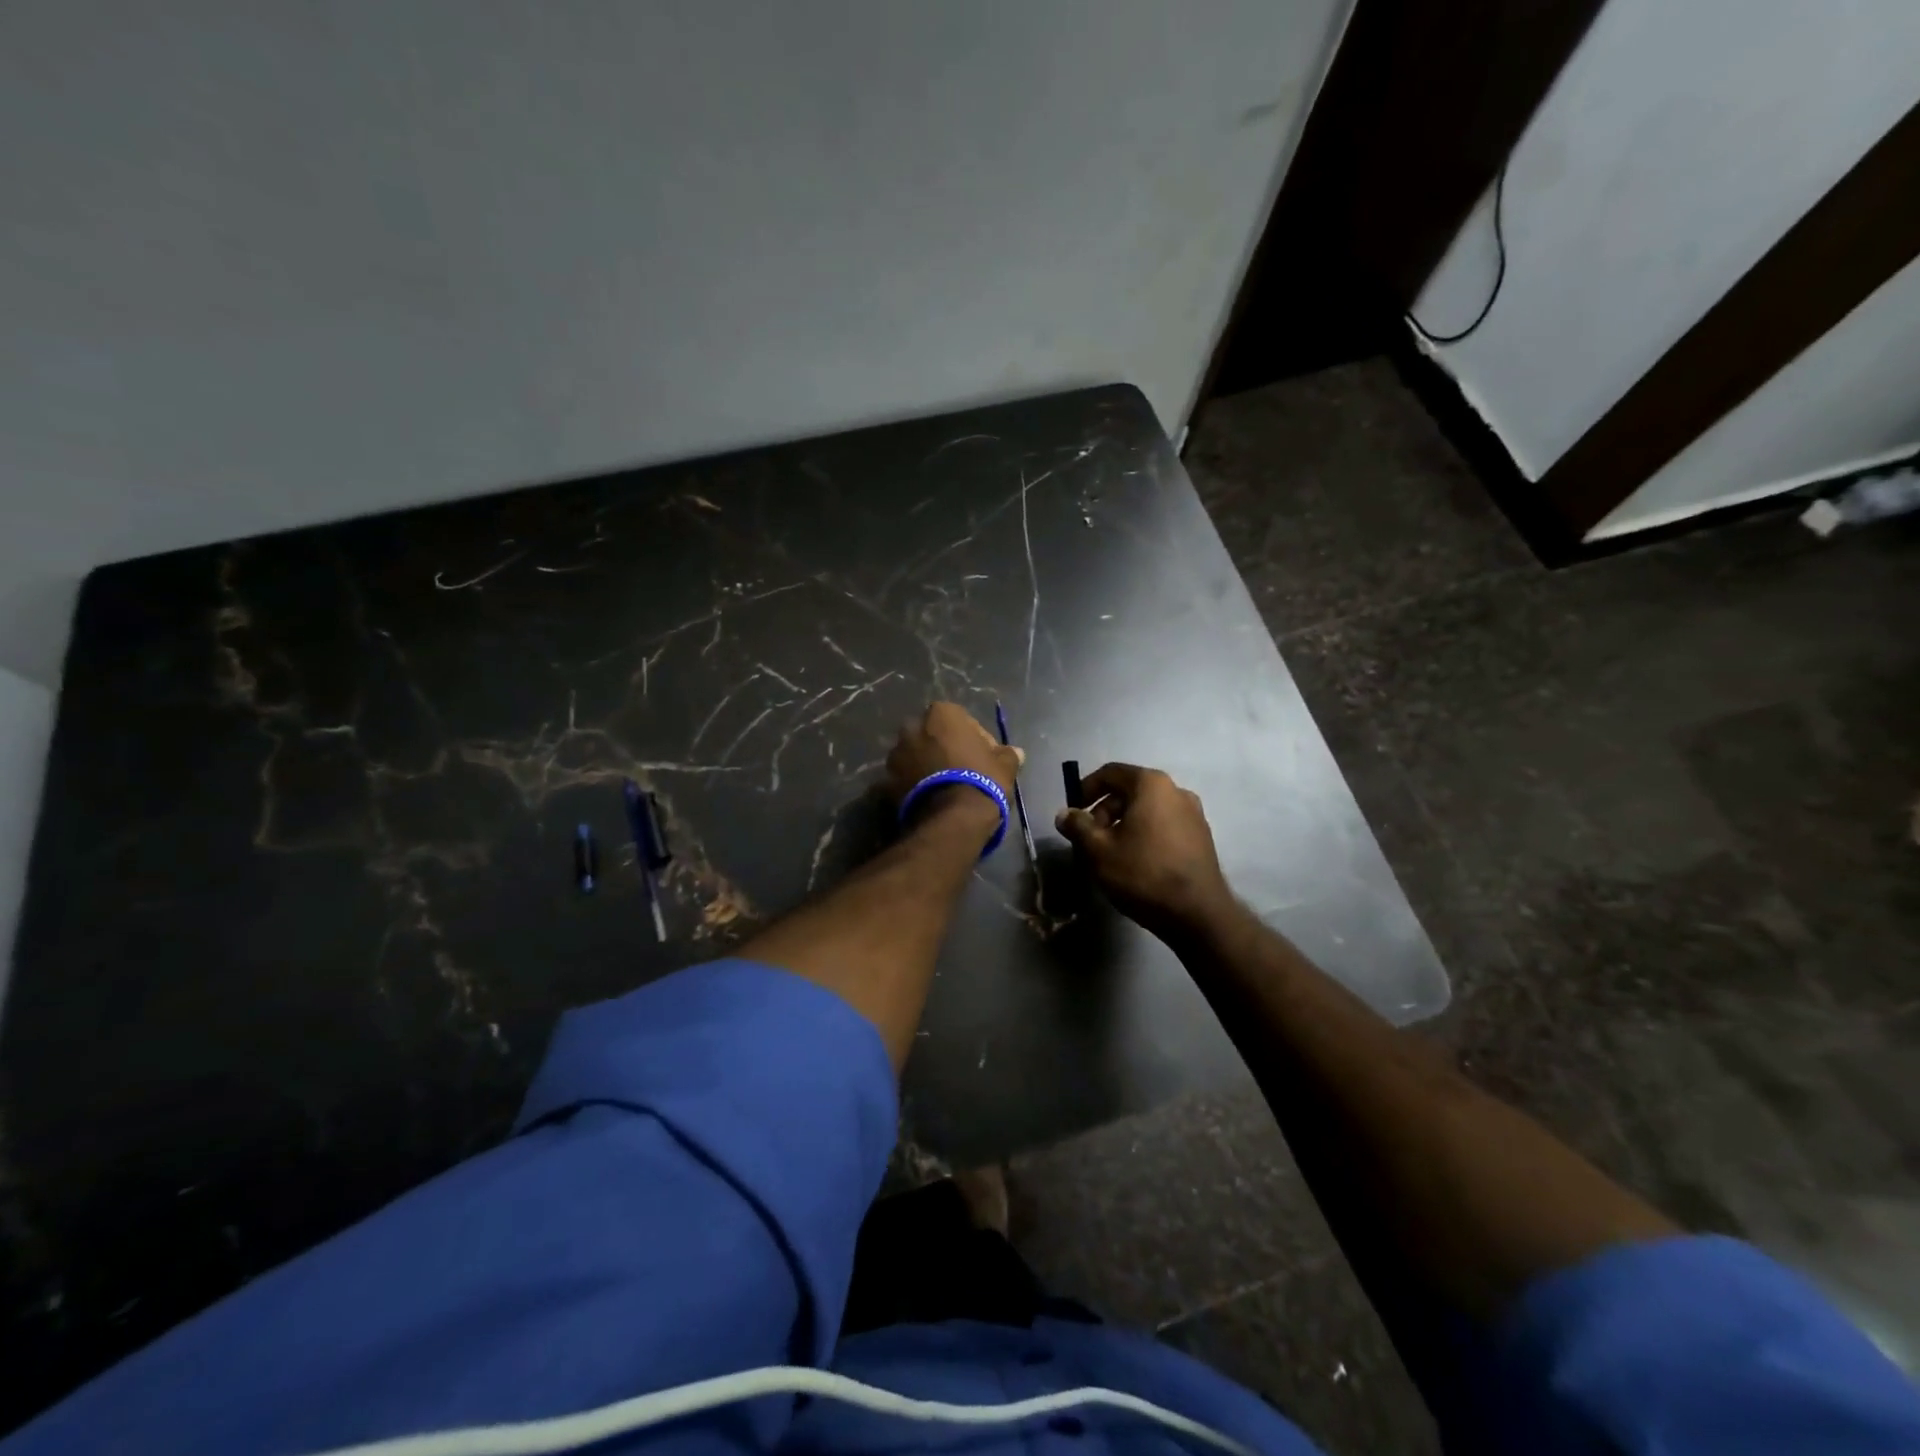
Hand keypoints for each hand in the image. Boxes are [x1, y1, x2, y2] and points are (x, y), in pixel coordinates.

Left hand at [886, 702, 1022, 830]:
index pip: (961, 720)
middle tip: (962, 770)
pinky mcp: (885, 781)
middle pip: (933, 735)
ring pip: (915, 756)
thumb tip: (1016, 752)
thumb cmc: (981, 780)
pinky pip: (904, 778)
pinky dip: (913, 785)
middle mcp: (913, 727)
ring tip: (944, 788)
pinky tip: (930, 799)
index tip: (983, 757)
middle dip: (944, 748)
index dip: (974, 739)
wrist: (951, 818)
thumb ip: (1008, 754)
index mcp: (941, 714)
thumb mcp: (1005, 766)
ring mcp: (895, 754)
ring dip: (926, 766)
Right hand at [1055, 763, 1233, 938]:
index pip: (1110, 773)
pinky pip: (1163, 825)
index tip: (1073, 812)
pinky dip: (1144, 834)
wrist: (1198, 914)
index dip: (1085, 788)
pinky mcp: (1201, 837)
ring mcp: (1193, 814)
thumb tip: (1064, 814)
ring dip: (1123, 825)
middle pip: (1129, 791)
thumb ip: (1077, 826)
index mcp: (1151, 785)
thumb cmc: (1143, 874)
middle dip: (1104, 811)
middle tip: (1089, 839)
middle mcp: (1176, 791)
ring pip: (1147, 810)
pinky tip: (1135, 862)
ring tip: (1109, 854)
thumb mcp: (1098, 850)